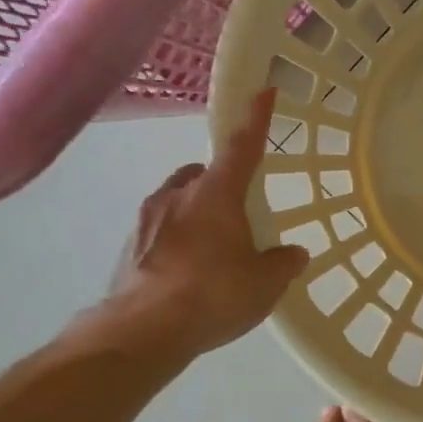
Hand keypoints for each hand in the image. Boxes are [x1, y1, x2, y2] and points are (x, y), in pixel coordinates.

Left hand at [94, 88, 309, 364]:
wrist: (142, 331)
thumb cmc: (214, 294)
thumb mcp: (266, 282)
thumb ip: (283, 262)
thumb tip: (293, 253)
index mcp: (216, 194)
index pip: (242, 146)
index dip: (257, 118)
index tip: (264, 90)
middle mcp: (177, 195)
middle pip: (204, 174)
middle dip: (221, 184)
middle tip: (240, 214)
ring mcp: (146, 219)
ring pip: (178, 201)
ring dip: (197, 214)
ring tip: (215, 251)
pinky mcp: (129, 247)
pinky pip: (160, 231)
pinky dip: (177, 241)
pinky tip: (189, 275)